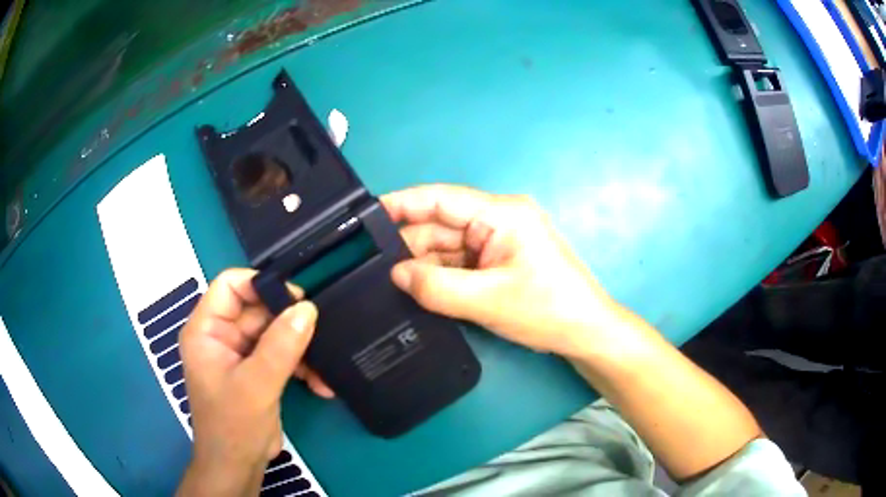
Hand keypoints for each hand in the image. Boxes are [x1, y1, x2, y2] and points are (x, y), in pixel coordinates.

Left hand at [177, 269, 331, 495]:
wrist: (239, 466)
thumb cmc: (233, 425)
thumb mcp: (256, 385)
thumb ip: (280, 346)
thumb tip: (307, 308)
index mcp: (207, 330)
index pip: (230, 286)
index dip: (260, 285)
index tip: (295, 298)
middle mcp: (222, 336)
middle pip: (258, 310)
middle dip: (289, 323)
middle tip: (320, 333)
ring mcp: (241, 354)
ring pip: (275, 333)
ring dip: (301, 349)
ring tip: (324, 368)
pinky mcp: (258, 371)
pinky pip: (282, 355)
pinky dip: (302, 366)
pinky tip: (320, 384)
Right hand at [382, 184, 622, 358]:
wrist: (585, 333)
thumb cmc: (547, 310)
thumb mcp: (487, 300)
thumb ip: (436, 286)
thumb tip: (395, 274)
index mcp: (501, 214)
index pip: (440, 199)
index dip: (401, 204)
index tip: (365, 216)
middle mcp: (497, 220)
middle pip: (441, 225)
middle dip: (409, 245)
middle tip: (370, 266)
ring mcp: (498, 242)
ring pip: (447, 247)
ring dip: (423, 265)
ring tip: (389, 282)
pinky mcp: (498, 261)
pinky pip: (459, 263)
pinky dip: (439, 276)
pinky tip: (418, 289)